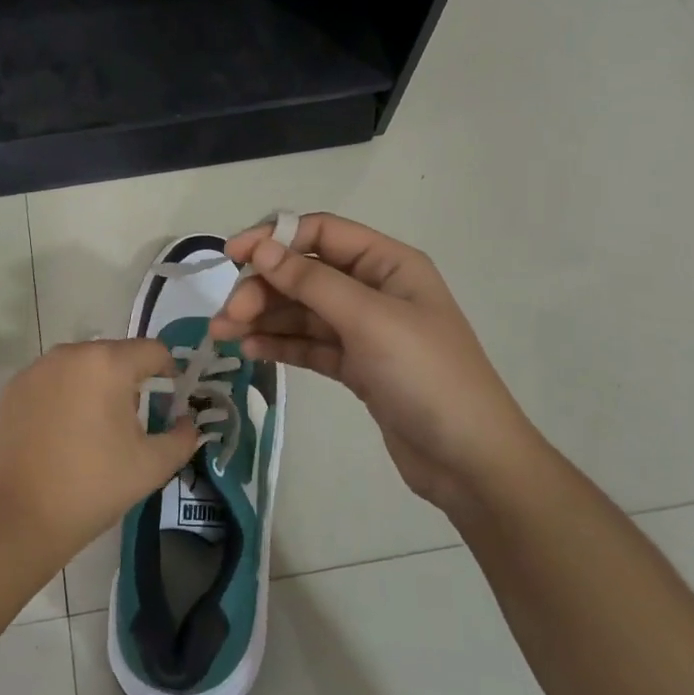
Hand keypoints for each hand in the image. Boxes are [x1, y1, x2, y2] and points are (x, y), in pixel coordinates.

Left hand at [0, 339, 199, 561]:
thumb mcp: (151, 467)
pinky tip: (60, 435)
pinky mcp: (12, 388)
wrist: (15, 517)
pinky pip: (52, 381)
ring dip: (95, 387)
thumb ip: (182, 438)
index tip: (169, 403)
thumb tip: (187, 423)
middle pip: (115, 355)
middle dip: (129, 382)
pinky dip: (63, 397)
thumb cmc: (91, 487)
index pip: (153, 351)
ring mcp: (36, 369)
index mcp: (108, 363)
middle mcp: (70, 353)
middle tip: (131, 424)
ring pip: (81, 367)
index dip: (168, 373)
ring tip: (94, 431)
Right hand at [209, 213, 533, 512]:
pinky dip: (280, 343)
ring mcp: (365, 330)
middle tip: (227, 315)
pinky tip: (250, 350)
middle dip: (264, 287)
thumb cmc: (427, 376)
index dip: (274, 238)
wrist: (470, 461)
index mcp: (388, 264)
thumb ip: (311, 281)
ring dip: (263, 317)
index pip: (321, 233)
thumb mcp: (369, 320)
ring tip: (224, 334)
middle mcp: (375, 289)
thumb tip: (261, 247)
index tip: (233, 256)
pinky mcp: (356, 366)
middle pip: (305, 273)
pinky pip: (309, 344)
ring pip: (302, 310)